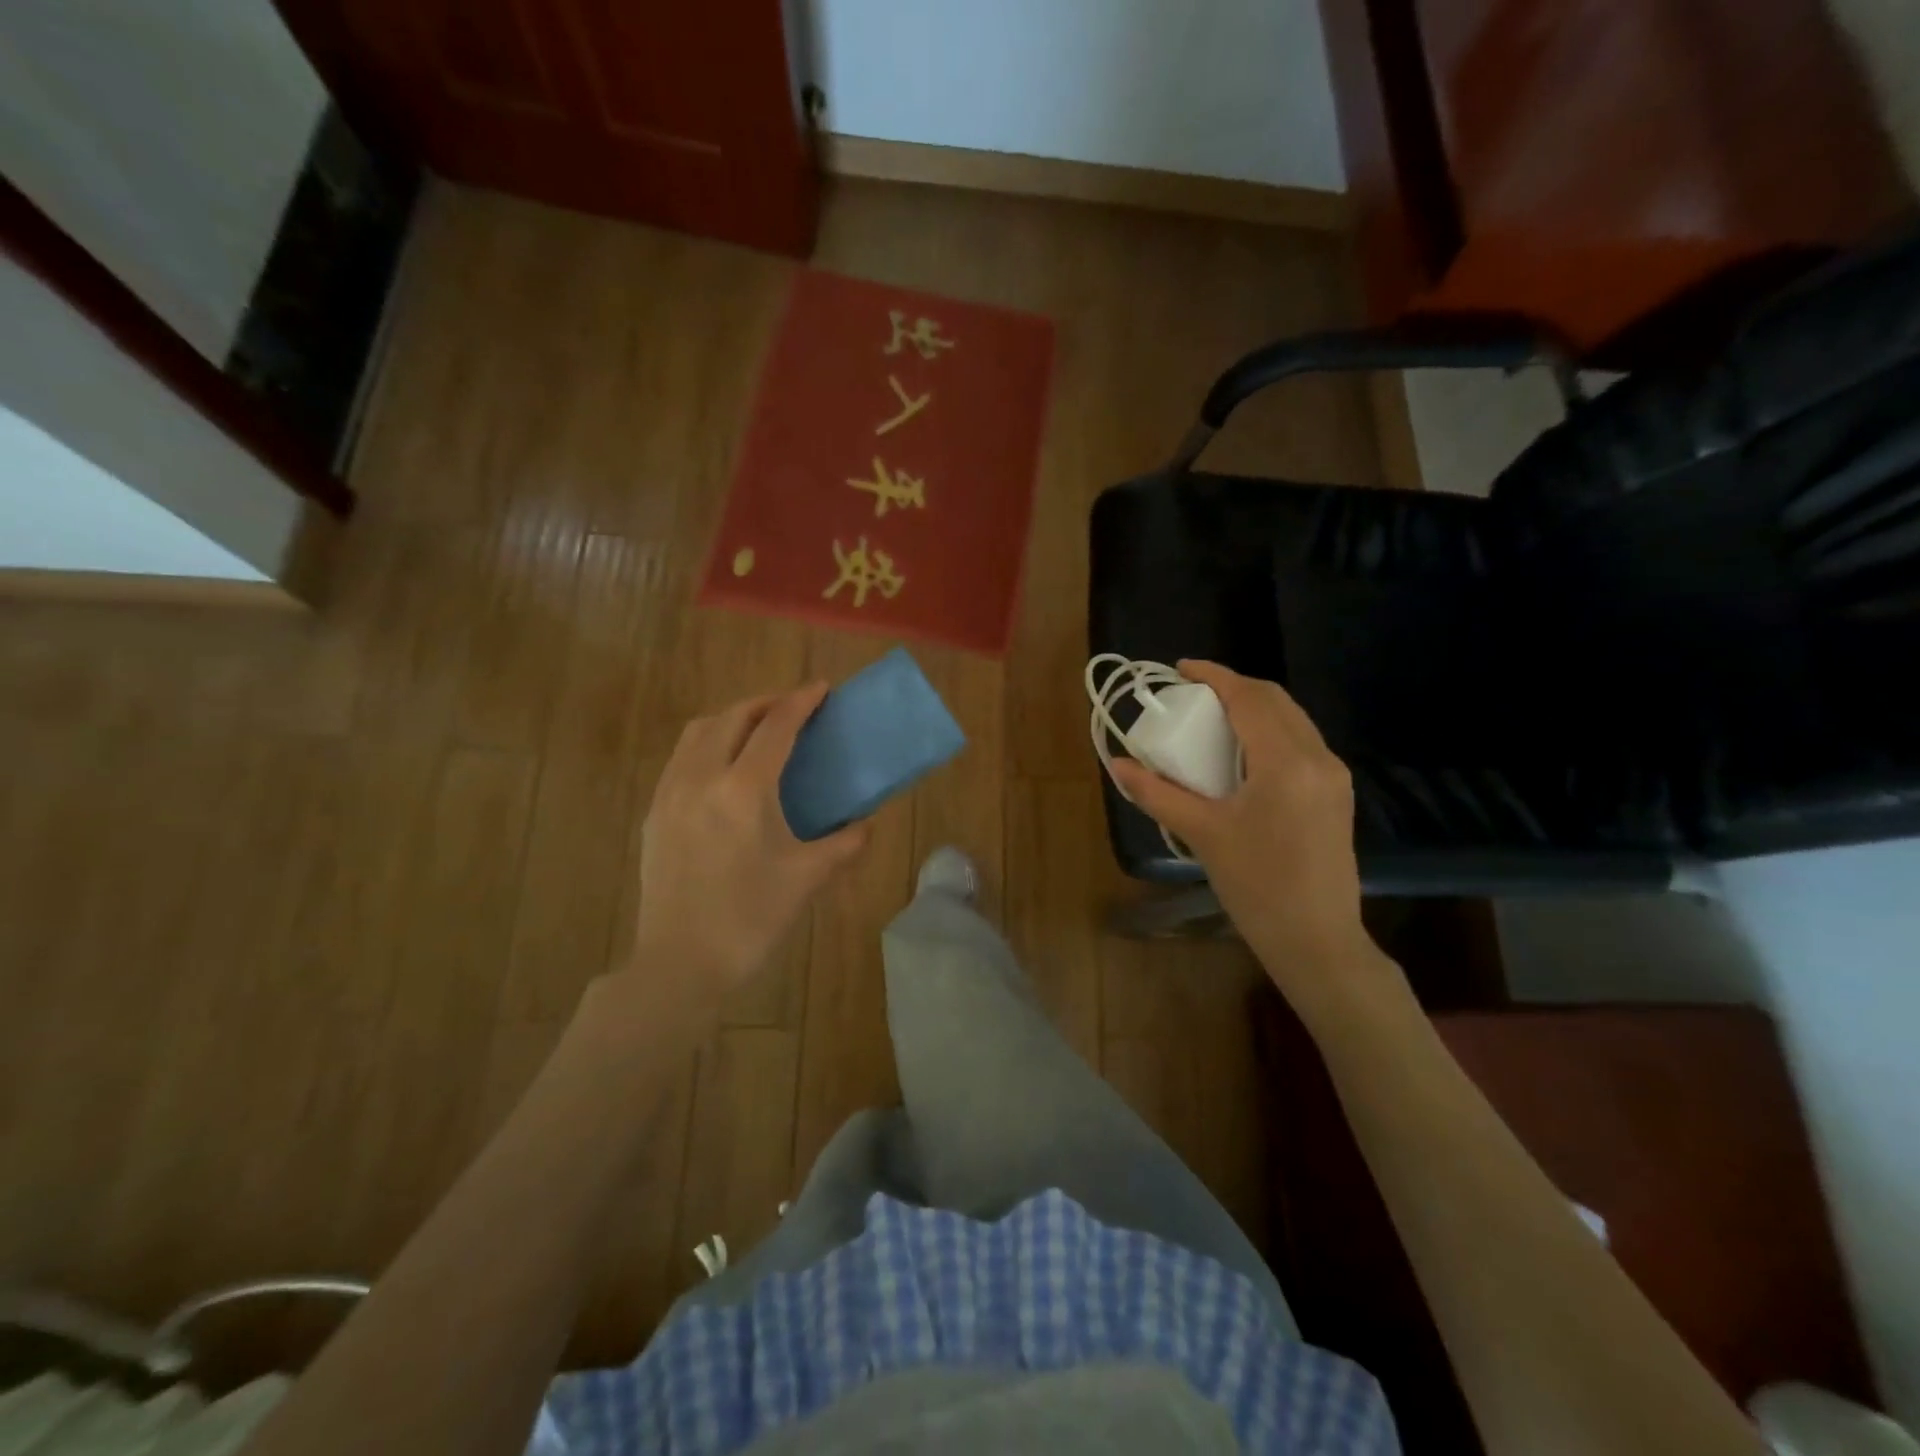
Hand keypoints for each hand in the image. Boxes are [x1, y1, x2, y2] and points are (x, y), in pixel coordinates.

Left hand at [617, 683, 868, 1016]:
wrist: (680, 964)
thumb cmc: (750, 919)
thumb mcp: (808, 878)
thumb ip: (845, 843)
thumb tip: (866, 823)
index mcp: (744, 789)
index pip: (775, 727)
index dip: (801, 702)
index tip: (821, 689)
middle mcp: (701, 778)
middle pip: (732, 717)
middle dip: (765, 703)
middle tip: (793, 708)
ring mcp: (670, 793)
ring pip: (699, 732)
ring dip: (732, 718)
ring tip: (758, 729)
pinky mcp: (654, 813)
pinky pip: (681, 757)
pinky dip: (707, 743)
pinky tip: (724, 767)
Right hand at [1109, 661, 1397, 1018]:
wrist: (1318, 940)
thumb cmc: (1257, 886)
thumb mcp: (1202, 835)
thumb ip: (1158, 793)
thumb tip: (1118, 765)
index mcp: (1286, 763)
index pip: (1249, 698)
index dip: (1214, 676)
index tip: (1180, 669)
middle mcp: (1318, 758)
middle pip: (1275, 700)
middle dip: (1233, 687)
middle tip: (1193, 695)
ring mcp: (1334, 776)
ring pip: (1292, 720)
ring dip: (1254, 708)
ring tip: (1213, 719)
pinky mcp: (1336, 794)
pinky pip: (1301, 743)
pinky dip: (1269, 732)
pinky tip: (1243, 753)